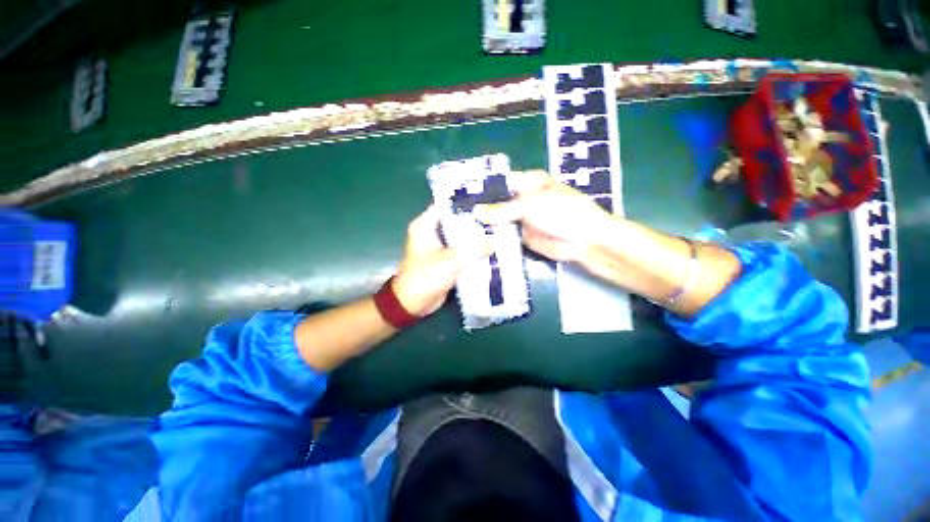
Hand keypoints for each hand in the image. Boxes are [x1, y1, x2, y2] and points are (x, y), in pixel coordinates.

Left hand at [392, 206, 490, 316]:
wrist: (413, 303)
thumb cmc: (426, 277)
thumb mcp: (451, 261)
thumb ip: (474, 248)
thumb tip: (496, 240)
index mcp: (426, 225)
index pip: (448, 205)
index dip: (467, 201)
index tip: (488, 199)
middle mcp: (432, 231)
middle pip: (457, 220)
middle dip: (476, 220)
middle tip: (498, 216)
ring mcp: (439, 245)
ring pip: (461, 235)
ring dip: (476, 236)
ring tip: (499, 229)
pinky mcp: (445, 258)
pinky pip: (462, 249)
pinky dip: (473, 249)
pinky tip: (491, 247)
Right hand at [474, 170, 616, 261]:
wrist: (584, 241)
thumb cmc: (563, 212)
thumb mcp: (531, 205)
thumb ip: (502, 209)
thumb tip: (476, 212)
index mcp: (527, 183)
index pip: (499, 182)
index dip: (482, 188)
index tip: (460, 195)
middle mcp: (522, 199)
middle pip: (496, 203)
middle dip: (480, 209)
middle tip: (456, 215)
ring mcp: (521, 219)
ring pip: (499, 221)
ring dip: (485, 225)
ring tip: (460, 229)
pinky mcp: (521, 237)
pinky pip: (505, 236)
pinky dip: (494, 238)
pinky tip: (476, 241)